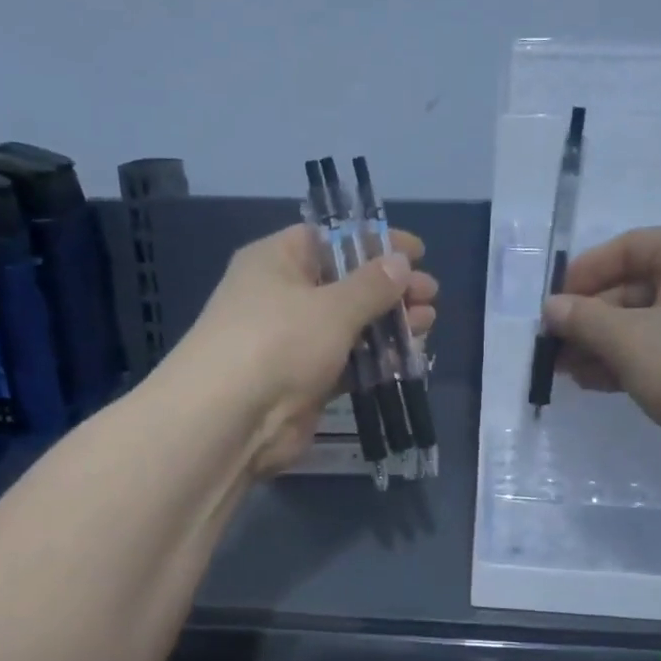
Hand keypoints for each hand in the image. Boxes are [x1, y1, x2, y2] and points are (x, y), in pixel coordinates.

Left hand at [178, 224, 437, 477]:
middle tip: (430, 294)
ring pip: (349, 325)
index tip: (416, 251)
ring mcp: (292, 341)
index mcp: (277, 261)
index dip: (374, 242)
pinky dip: (374, 358)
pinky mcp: (303, 381)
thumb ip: (372, 285)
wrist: (230, 421)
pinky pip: (346, 361)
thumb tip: (401, 262)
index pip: (330, 239)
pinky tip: (407, 357)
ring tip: (428, 323)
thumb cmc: (278, 342)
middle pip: (344, 283)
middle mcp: (282, 296)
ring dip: (388, 323)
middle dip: (389, 288)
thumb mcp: (332, 306)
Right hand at [540, 227, 660, 475]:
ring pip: (645, 322)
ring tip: (566, 372)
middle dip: (590, 319)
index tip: (551, 306)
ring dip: (603, 344)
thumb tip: (550, 308)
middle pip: (634, 287)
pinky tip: (595, 383)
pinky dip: (628, 360)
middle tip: (553, 348)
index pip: (628, 247)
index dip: (584, 274)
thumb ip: (583, 319)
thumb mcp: (629, 340)